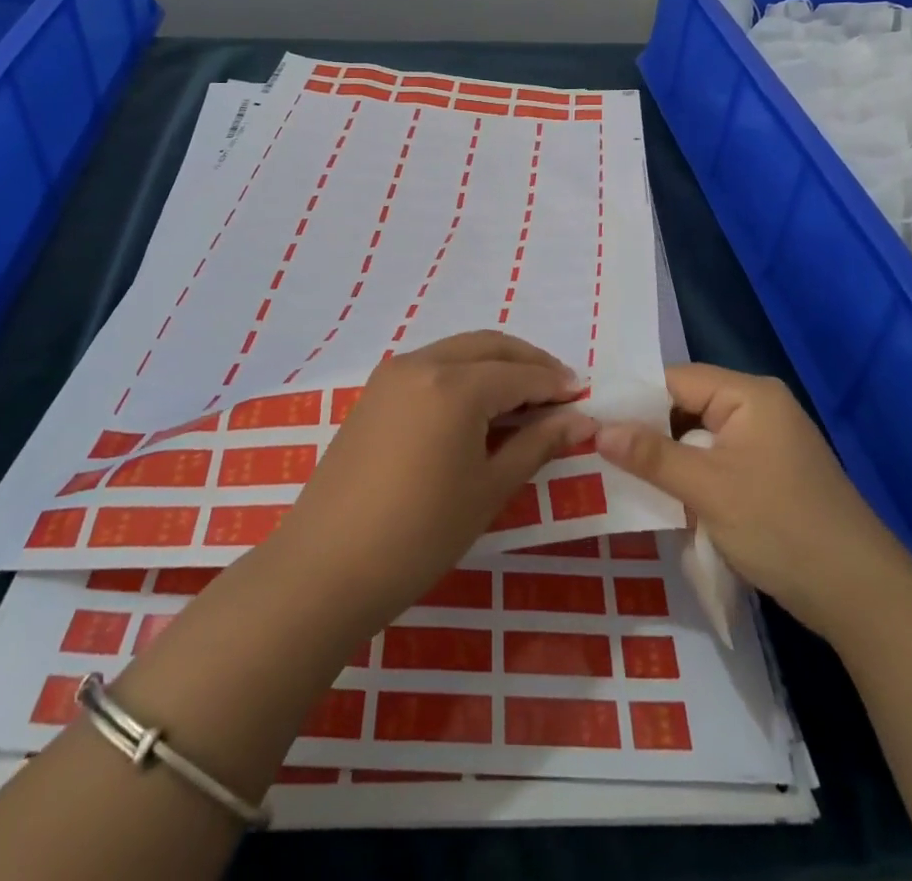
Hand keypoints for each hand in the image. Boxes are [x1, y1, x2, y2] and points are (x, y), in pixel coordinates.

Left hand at [267, 331, 593, 634]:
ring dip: (496, 364)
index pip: (520, 375)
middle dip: (529, 362)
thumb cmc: (419, 534)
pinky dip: (464, 373)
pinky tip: (478, 405)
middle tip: (560, 389)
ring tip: (524, 399)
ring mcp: (393, 373)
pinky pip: (432, 364)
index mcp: (455, 385)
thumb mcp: (488, 490)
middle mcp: (423, 362)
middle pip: (490, 346)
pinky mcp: (375, 391)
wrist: (327, 566)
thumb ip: (537, 445)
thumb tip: (580, 421)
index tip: (584, 397)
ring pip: (459, 350)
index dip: (556, 385)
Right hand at [595, 364, 911, 638]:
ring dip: (666, 458)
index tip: (589, 419)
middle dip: (646, 430)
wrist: (861, 596)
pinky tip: (659, 495)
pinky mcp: (767, 475)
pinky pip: (715, 461)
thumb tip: (596, 429)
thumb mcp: (708, 489)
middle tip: (595, 449)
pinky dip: (689, 476)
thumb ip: (651, 455)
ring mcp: (765, 443)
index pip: (675, 379)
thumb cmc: (781, 527)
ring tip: (616, 472)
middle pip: (685, 406)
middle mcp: (757, 408)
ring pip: (697, 437)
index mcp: (749, 395)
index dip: (632, 398)